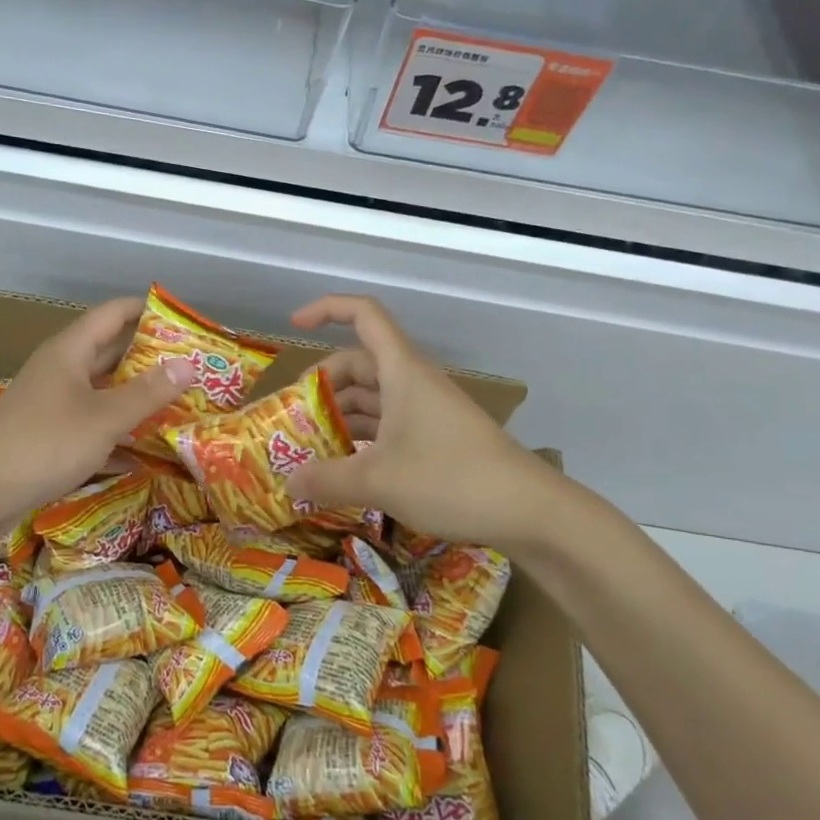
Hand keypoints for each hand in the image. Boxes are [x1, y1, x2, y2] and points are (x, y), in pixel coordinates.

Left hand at [0, 297, 197, 530]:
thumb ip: (148, 393)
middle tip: (193, 367)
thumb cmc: (43, 444)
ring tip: (180, 404)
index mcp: (71, 351)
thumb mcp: (104, 418)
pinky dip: (118, 433)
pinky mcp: (50, 435)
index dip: (147, 311)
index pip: (114, 314)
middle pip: (111, 352)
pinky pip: (93, 424)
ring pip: (104, 391)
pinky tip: (147, 452)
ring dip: (137, 397)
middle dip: (151, 358)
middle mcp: (62, 370)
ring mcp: (54, 404)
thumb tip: (189, 365)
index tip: (184, 320)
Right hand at [288, 295, 553, 548]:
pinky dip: (362, 437)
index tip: (294, 326)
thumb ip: (327, 479)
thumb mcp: (378, 481)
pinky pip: (389, 424)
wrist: (529, 510)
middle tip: (294, 417)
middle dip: (323, 384)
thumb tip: (289, 482)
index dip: (326, 309)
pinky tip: (346, 466)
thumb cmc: (451, 479)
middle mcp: (413, 382)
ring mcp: (428, 410)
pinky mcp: (438, 437)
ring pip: (373, 397)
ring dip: (341, 415)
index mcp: (401, 371)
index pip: (363, 314)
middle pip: (359, 362)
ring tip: (311, 448)